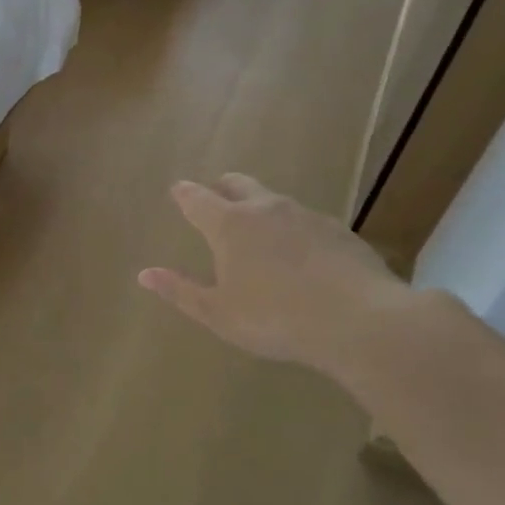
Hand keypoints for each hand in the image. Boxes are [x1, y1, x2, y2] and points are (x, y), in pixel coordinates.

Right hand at [138, 173, 407, 374]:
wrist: (360, 321)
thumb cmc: (275, 318)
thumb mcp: (219, 313)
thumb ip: (181, 291)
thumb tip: (144, 274)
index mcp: (229, 225)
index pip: (197, 198)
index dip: (184, 194)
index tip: (177, 191)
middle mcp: (265, 209)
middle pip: (237, 183)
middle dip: (222, 187)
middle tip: (216, 198)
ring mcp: (306, 215)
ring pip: (274, 200)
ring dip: (260, 209)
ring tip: (260, 233)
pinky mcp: (339, 230)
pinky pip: (306, 221)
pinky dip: (294, 230)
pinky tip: (302, 256)